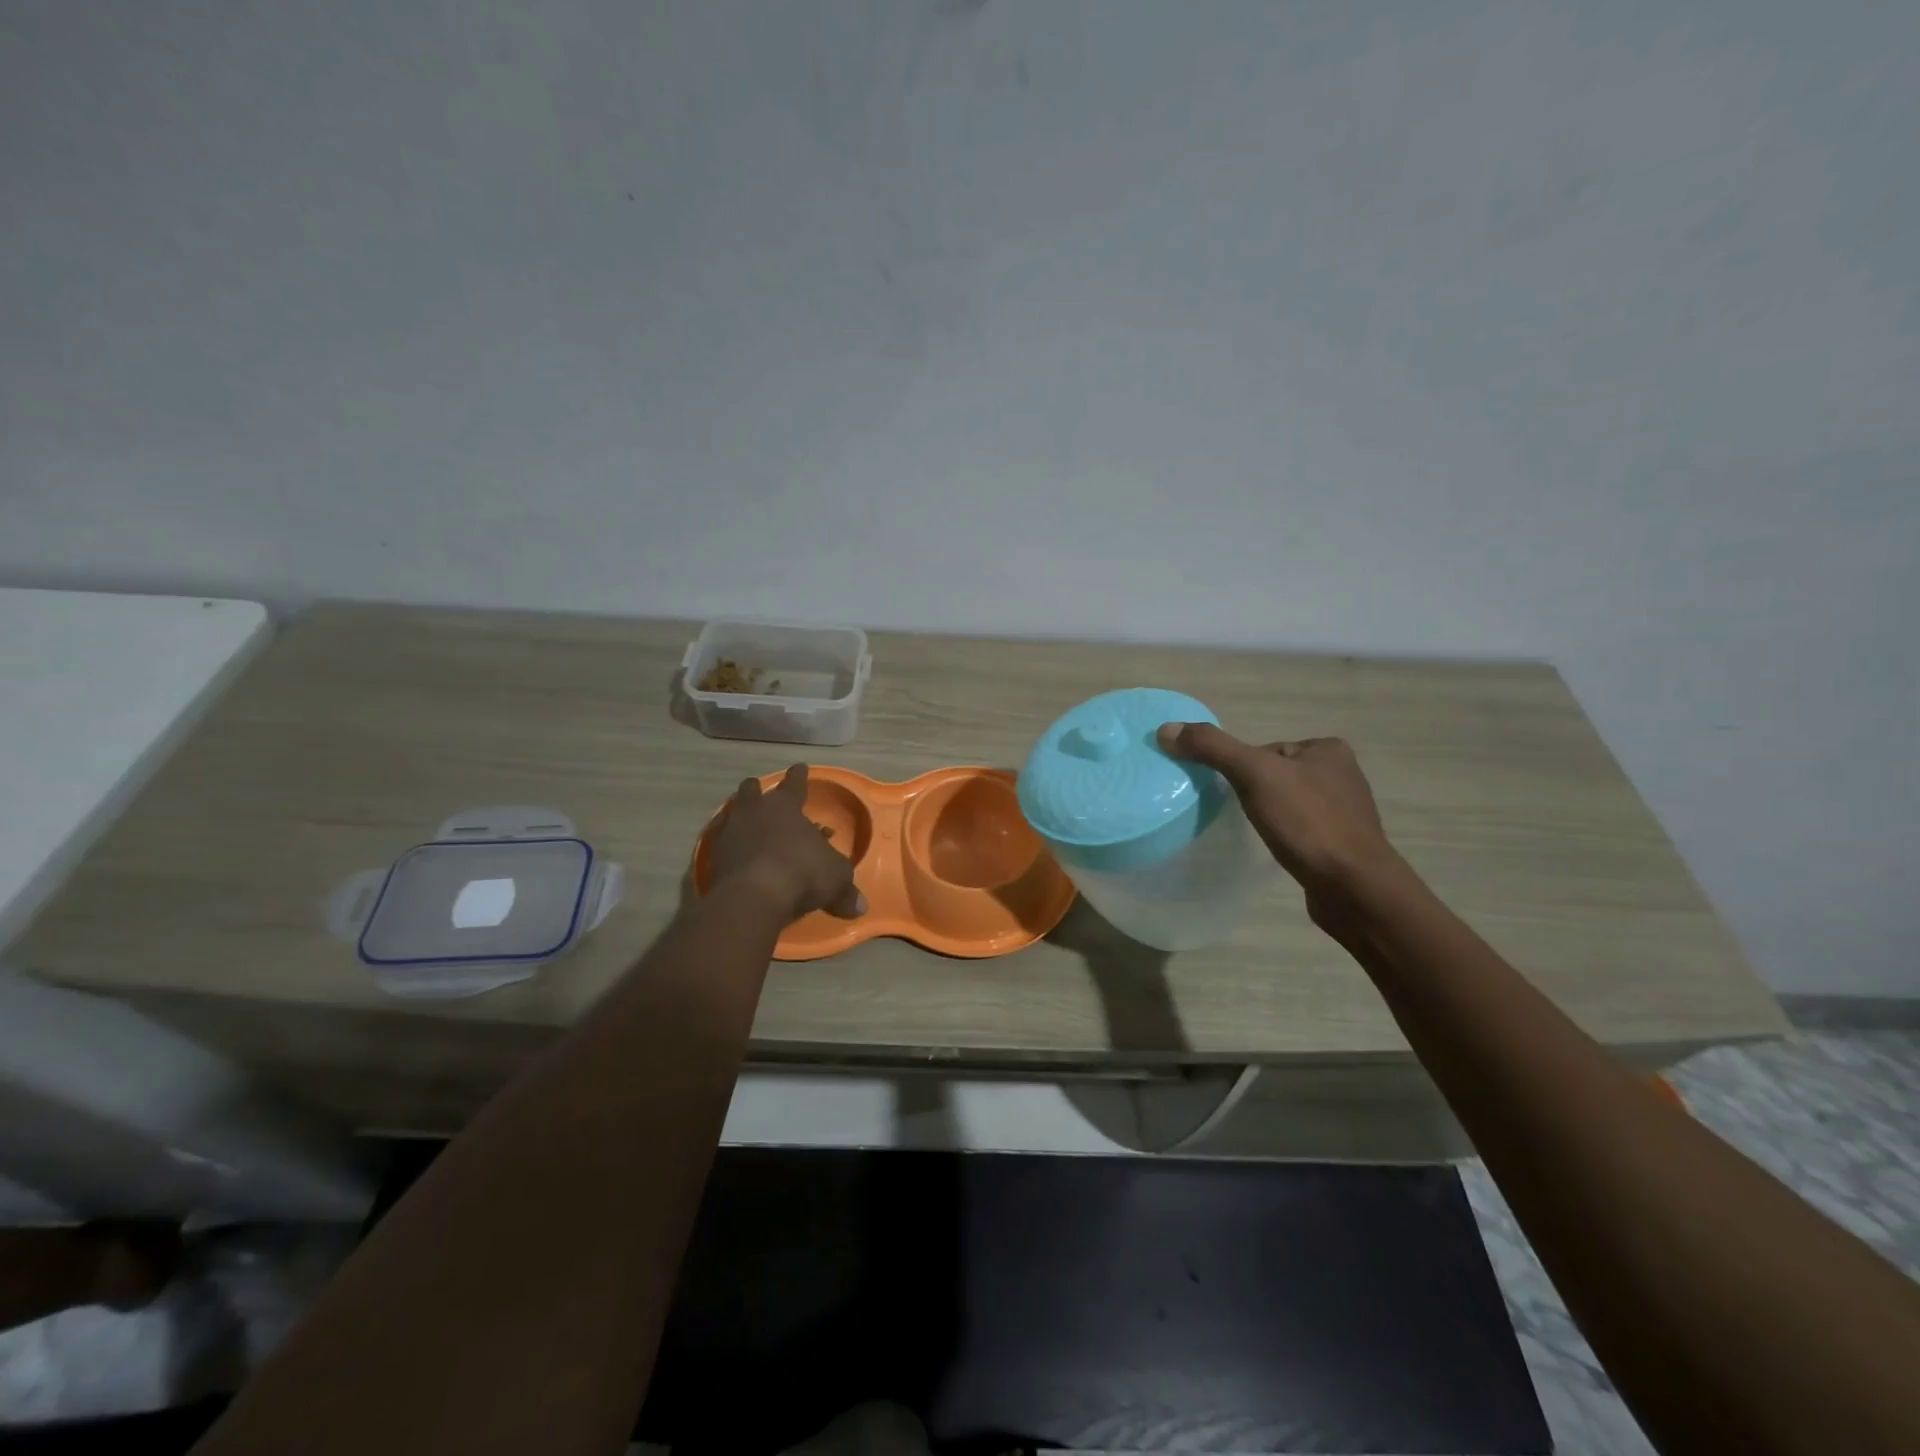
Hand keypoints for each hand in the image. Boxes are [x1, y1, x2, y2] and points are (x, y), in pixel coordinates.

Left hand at [707, 764, 865, 922]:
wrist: (753, 897)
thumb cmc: (802, 873)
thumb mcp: (835, 878)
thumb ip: (845, 889)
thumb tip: (860, 907)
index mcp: (785, 806)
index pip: (794, 784)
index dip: (799, 776)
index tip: (800, 767)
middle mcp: (754, 812)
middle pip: (751, 791)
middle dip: (757, 790)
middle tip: (760, 791)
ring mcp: (730, 833)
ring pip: (732, 814)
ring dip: (740, 816)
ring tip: (745, 822)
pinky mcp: (713, 858)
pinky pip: (721, 844)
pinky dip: (729, 846)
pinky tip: (734, 855)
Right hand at [1157, 723, 1398, 901]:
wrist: (1354, 888)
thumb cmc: (1307, 823)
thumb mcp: (1254, 775)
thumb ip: (1212, 748)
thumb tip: (1166, 729)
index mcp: (1327, 749)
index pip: (1264, 750)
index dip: (1239, 769)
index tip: (1231, 792)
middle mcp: (1342, 774)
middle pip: (1273, 775)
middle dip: (1253, 792)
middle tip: (1237, 814)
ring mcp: (1345, 811)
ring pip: (1286, 803)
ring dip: (1268, 815)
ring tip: (1256, 833)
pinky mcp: (1342, 844)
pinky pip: (1300, 830)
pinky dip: (1284, 836)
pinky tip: (1278, 849)